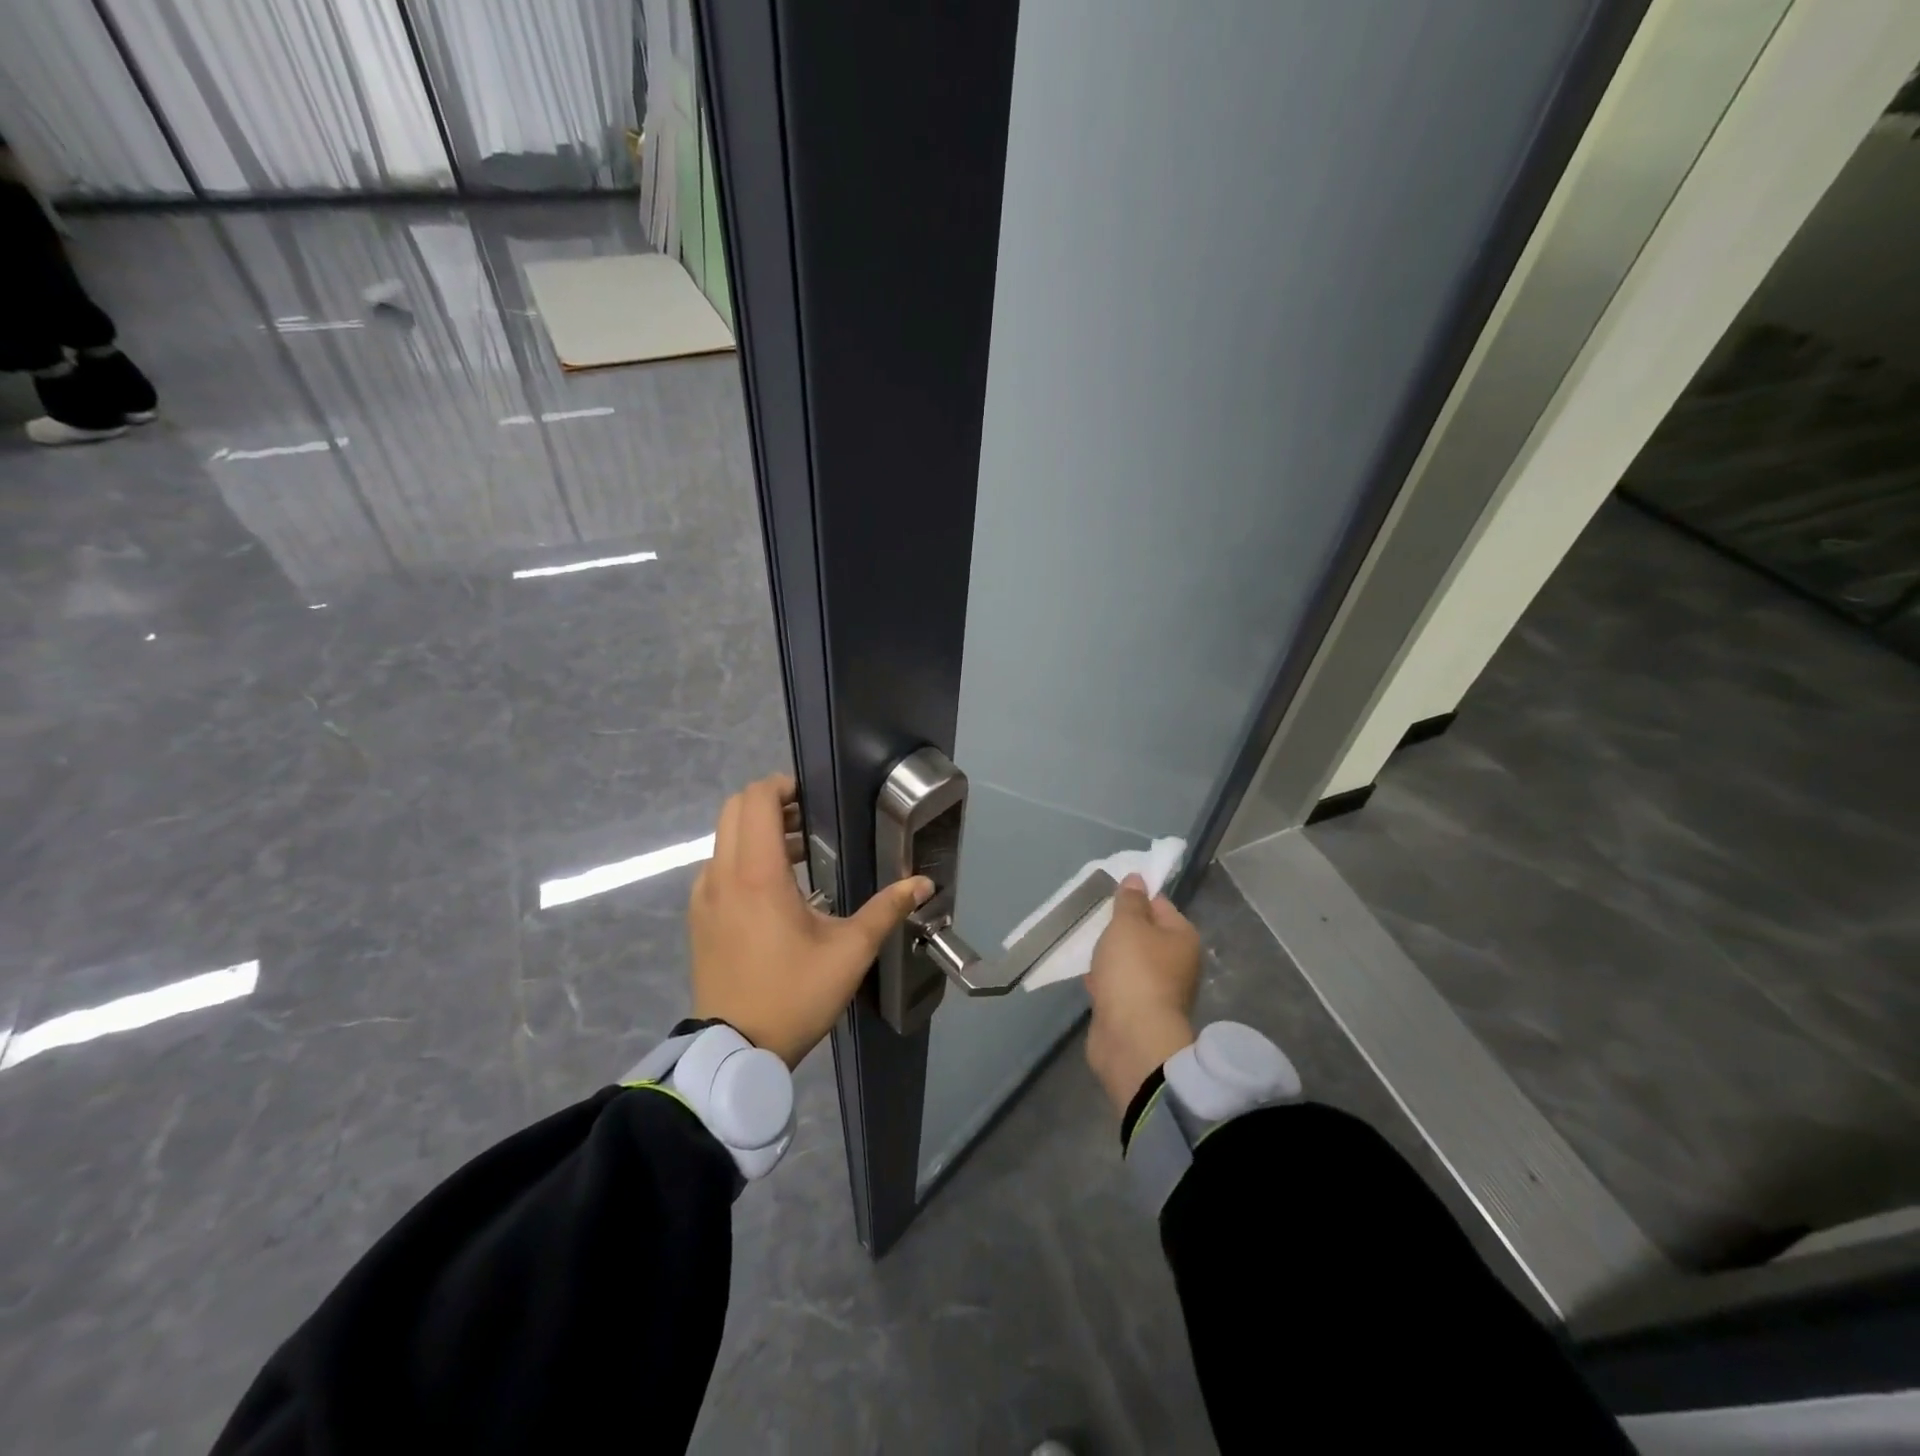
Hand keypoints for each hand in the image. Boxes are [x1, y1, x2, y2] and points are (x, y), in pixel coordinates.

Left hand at [689, 773, 931, 1068]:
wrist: (735, 1051)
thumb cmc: (795, 994)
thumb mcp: (850, 952)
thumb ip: (887, 909)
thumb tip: (924, 883)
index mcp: (757, 874)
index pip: (755, 799)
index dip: (782, 785)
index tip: (813, 798)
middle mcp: (722, 874)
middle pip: (735, 809)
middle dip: (771, 804)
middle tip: (810, 821)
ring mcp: (704, 896)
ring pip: (724, 838)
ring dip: (758, 832)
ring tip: (802, 854)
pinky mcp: (698, 917)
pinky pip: (718, 867)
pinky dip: (743, 859)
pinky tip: (775, 890)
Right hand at [1084, 873, 1200, 1116]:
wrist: (1132, 1039)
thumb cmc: (1134, 971)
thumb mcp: (1128, 924)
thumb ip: (1129, 900)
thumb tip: (1138, 878)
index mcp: (1183, 937)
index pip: (1159, 904)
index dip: (1135, 896)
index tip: (1108, 894)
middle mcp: (1177, 963)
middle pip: (1145, 934)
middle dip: (1119, 928)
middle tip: (1093, 920)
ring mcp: (1158, 990)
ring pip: (1130, 962)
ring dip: (1110, 956)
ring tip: (1085, 947)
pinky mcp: (1138, 1013)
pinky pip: (1119, 987)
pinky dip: (1105, 981)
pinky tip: (1087, 977)